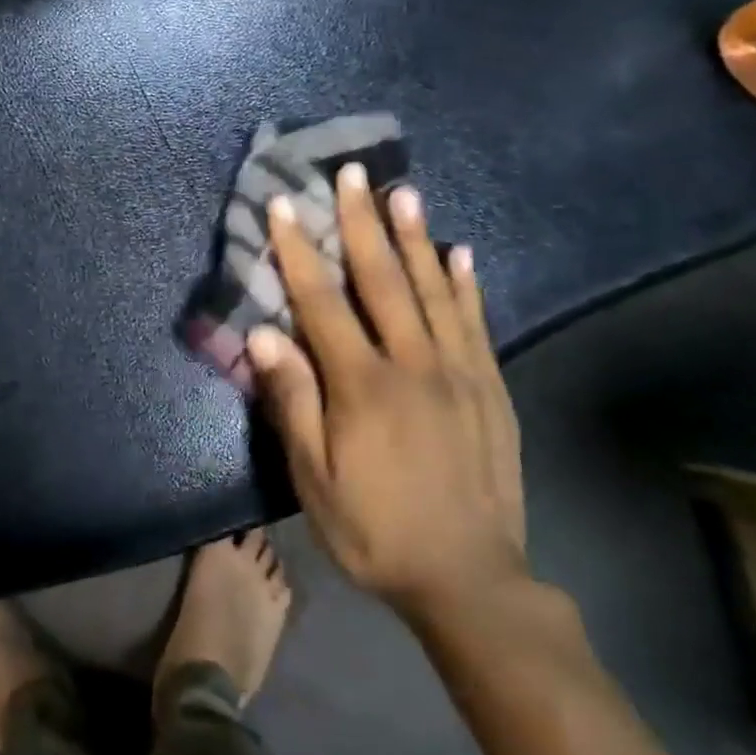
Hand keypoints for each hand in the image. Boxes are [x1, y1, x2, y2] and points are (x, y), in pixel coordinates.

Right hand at [247, 164, 527, 625]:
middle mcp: (413, 364)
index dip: (299, 249)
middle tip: (352, 173)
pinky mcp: (490, 388)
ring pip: (433, 290)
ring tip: (404, 192)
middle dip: (361, 222)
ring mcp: (459, 372)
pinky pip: (476, 323)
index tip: (284, 204)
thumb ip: (293, 403)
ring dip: (415, 237)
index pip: (323, 302)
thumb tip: (265, 334)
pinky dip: (465, 284)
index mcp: (363, 385)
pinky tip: (460, 253)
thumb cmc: (377, 531)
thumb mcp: (316, 480)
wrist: (471, 581)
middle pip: (383, 279)